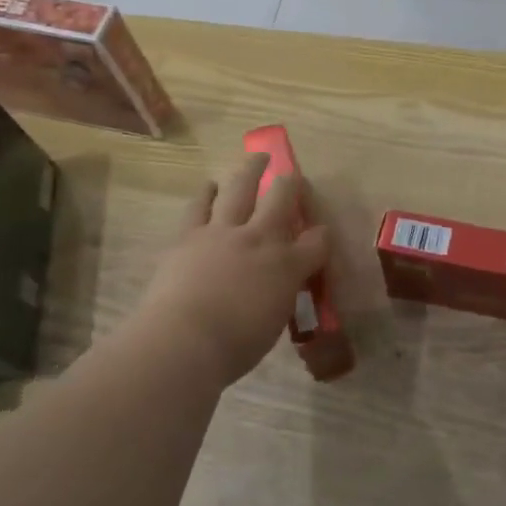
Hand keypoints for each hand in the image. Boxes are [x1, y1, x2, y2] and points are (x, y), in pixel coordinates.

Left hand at [129, 155, 329, 389]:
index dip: (322, 235)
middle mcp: (260, 239)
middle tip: (294, 175)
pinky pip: (199, 205)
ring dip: (250, 170)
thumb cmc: (235, 346)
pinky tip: (210, 185)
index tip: (321, 235)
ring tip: (257, 158)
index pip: (317, 241)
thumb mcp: (274, 324)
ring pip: (240, 189)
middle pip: (281, 198)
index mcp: (287, 266)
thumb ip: (281, 298)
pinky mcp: (189, 236)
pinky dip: (207, 193)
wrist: (183, 341)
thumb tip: (280, 288)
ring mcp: (222, 232)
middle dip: (291, 184)